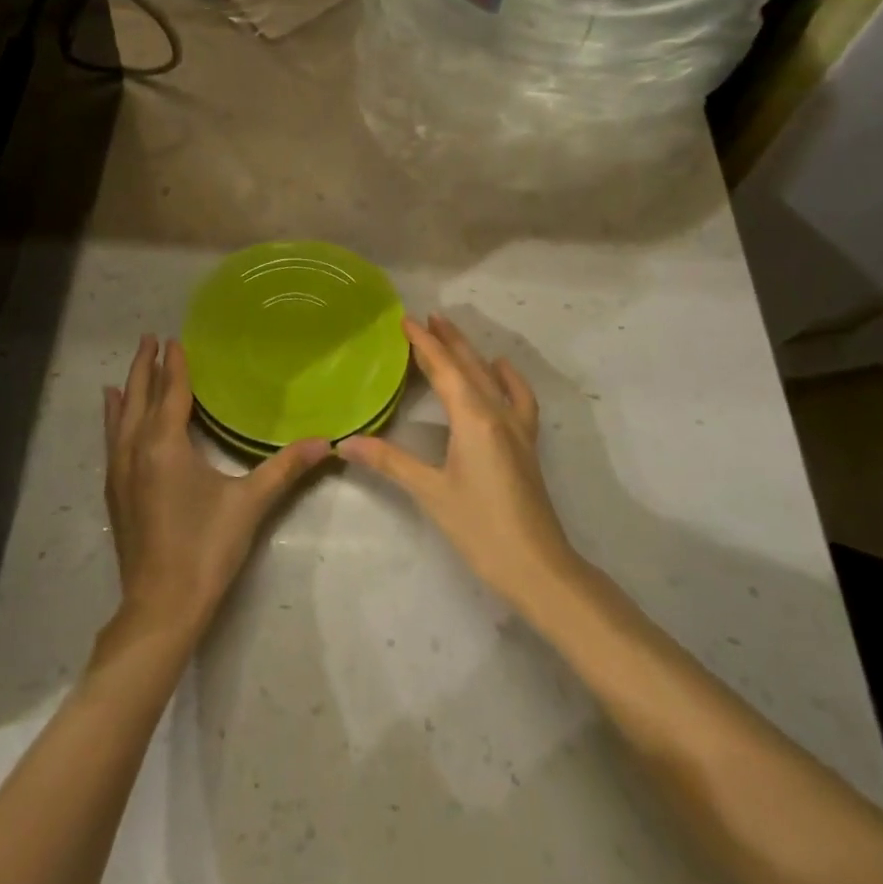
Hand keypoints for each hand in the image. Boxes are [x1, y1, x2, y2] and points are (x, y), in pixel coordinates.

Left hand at [103, 335, 329, 649]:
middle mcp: (135, 449)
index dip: (174, 364)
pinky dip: (114, 419)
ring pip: (120, 418)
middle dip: (144, 367)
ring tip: (128, 371)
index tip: (173, 339)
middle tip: (150, 338)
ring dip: (127, 390)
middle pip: (139, 397)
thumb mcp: (250, 504)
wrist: (161, 606)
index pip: (170, 392)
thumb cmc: (206, 548)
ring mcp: (120, 471)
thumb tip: (328, 442)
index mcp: (165, 445)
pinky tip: (114, 418)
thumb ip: (286, 468)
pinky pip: (112, 440)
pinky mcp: (115, 492)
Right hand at [341, 315, 576, 613]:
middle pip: (469, 365)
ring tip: (453, 334)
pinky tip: (500, 370)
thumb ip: (389, 462)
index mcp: (473, 418)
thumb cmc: (480, 528)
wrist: (537, 567)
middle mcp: (497, 413)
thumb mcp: (430, 492)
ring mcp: (516, 427)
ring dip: (471, 353)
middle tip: (426, 316)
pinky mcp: (525, 444)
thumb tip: (345, 443)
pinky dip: (507, 378)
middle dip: (447, 340)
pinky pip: (518, 398)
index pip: (444, 369)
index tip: (406, 319)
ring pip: (491, 377)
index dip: (424, 342)